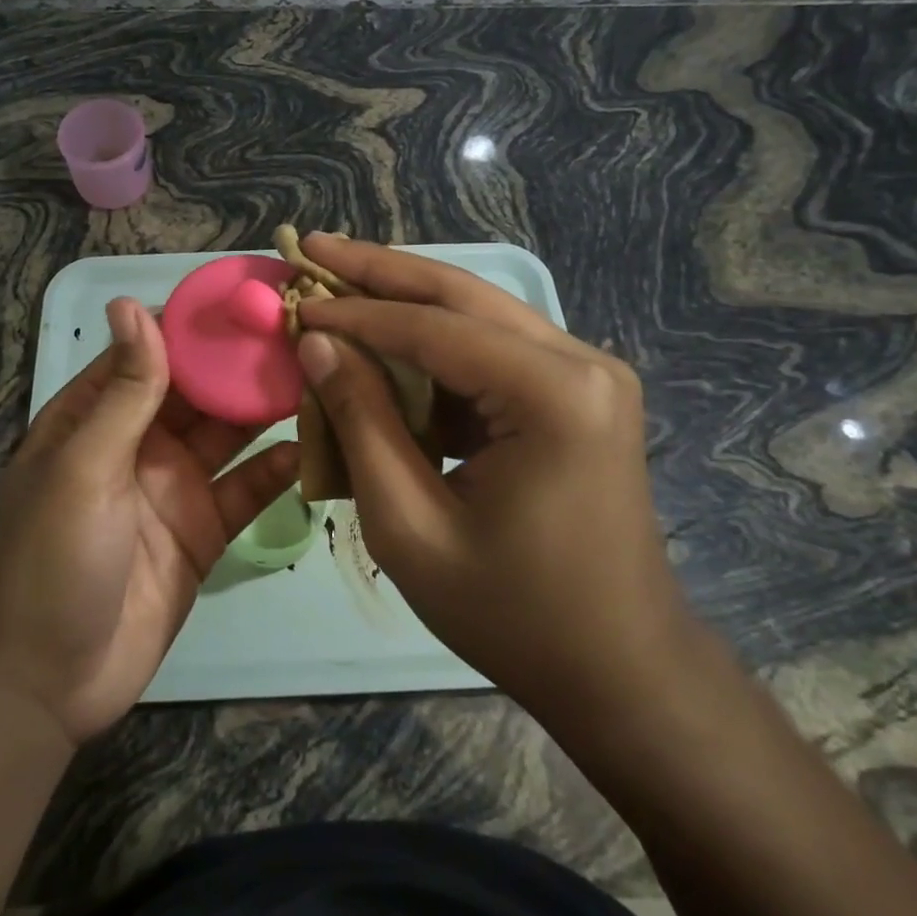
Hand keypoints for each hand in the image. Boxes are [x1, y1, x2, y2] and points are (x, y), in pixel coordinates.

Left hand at [0, 298, 297, 745]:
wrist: (47, 684)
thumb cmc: (51, 558)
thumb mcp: (83, 466)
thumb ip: (123, 390)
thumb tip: (133, 303)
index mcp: (98, 415)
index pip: (153, 350)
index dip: (197, 322)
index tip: (251, 295)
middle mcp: (140, 441)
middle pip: (200, 389)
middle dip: (243, 362)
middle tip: (305, 332)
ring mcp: (175, 485)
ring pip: (230, 433)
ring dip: (268, 408)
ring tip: (320, 375)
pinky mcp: (204, 530)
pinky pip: (247, 489)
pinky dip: (277, 470)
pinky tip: (313, 447)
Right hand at [294, 236, 692, 725]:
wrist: (620, 670)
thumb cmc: (512, 613)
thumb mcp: (409, 526)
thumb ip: (362, 422)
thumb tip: (318, 343)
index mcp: (552, 396)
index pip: (433, 327)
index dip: (356, 311)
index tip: (296, 298)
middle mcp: (581, 362)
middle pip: (461, 295)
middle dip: (381, 270)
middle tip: (314, 245)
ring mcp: (587, 373)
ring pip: (477, 313)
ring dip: (406, 300)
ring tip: (340, 278)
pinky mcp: (578, 392)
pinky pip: (492, 348)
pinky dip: (434, 343)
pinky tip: (387, 339)